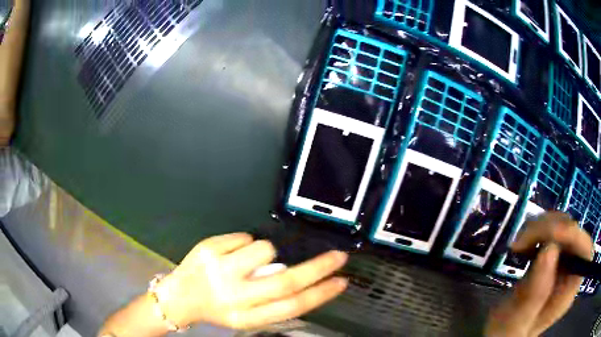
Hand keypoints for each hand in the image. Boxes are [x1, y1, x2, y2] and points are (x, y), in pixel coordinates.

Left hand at [155, 233, 348, 329]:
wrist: (179, 298)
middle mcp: (233, 296)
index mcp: (246, 317)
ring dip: (266, 251)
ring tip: (249, 260)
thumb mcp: (245, 316)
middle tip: (337, 257)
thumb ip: (272, 303)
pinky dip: (244, 244)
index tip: (341, 282)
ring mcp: (218, 270)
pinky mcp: (208, 249)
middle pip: (285, 281)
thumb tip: (304, 280)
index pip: (291, 307)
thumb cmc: (217, 308)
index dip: (321, 294)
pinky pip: (243, 237)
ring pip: (264, 249)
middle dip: (318, 268)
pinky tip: (230, 254)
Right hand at [486, 212, 593, 336]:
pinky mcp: (550, 255)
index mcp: (570, 290)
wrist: (502, 333)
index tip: (551, 236)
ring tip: (517, 245)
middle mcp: (571, 270)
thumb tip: (549, 249)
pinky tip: (519, 246)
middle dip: (550, 230)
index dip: (575, 237)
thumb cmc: (510, 334)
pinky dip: (533, 231)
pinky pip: (548, 230)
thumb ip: (536, 293)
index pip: (584, 252)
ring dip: (539, 228)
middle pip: (573, 234)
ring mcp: (561, 261)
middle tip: (523, 242)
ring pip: (560, 225)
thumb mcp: (518, 322)